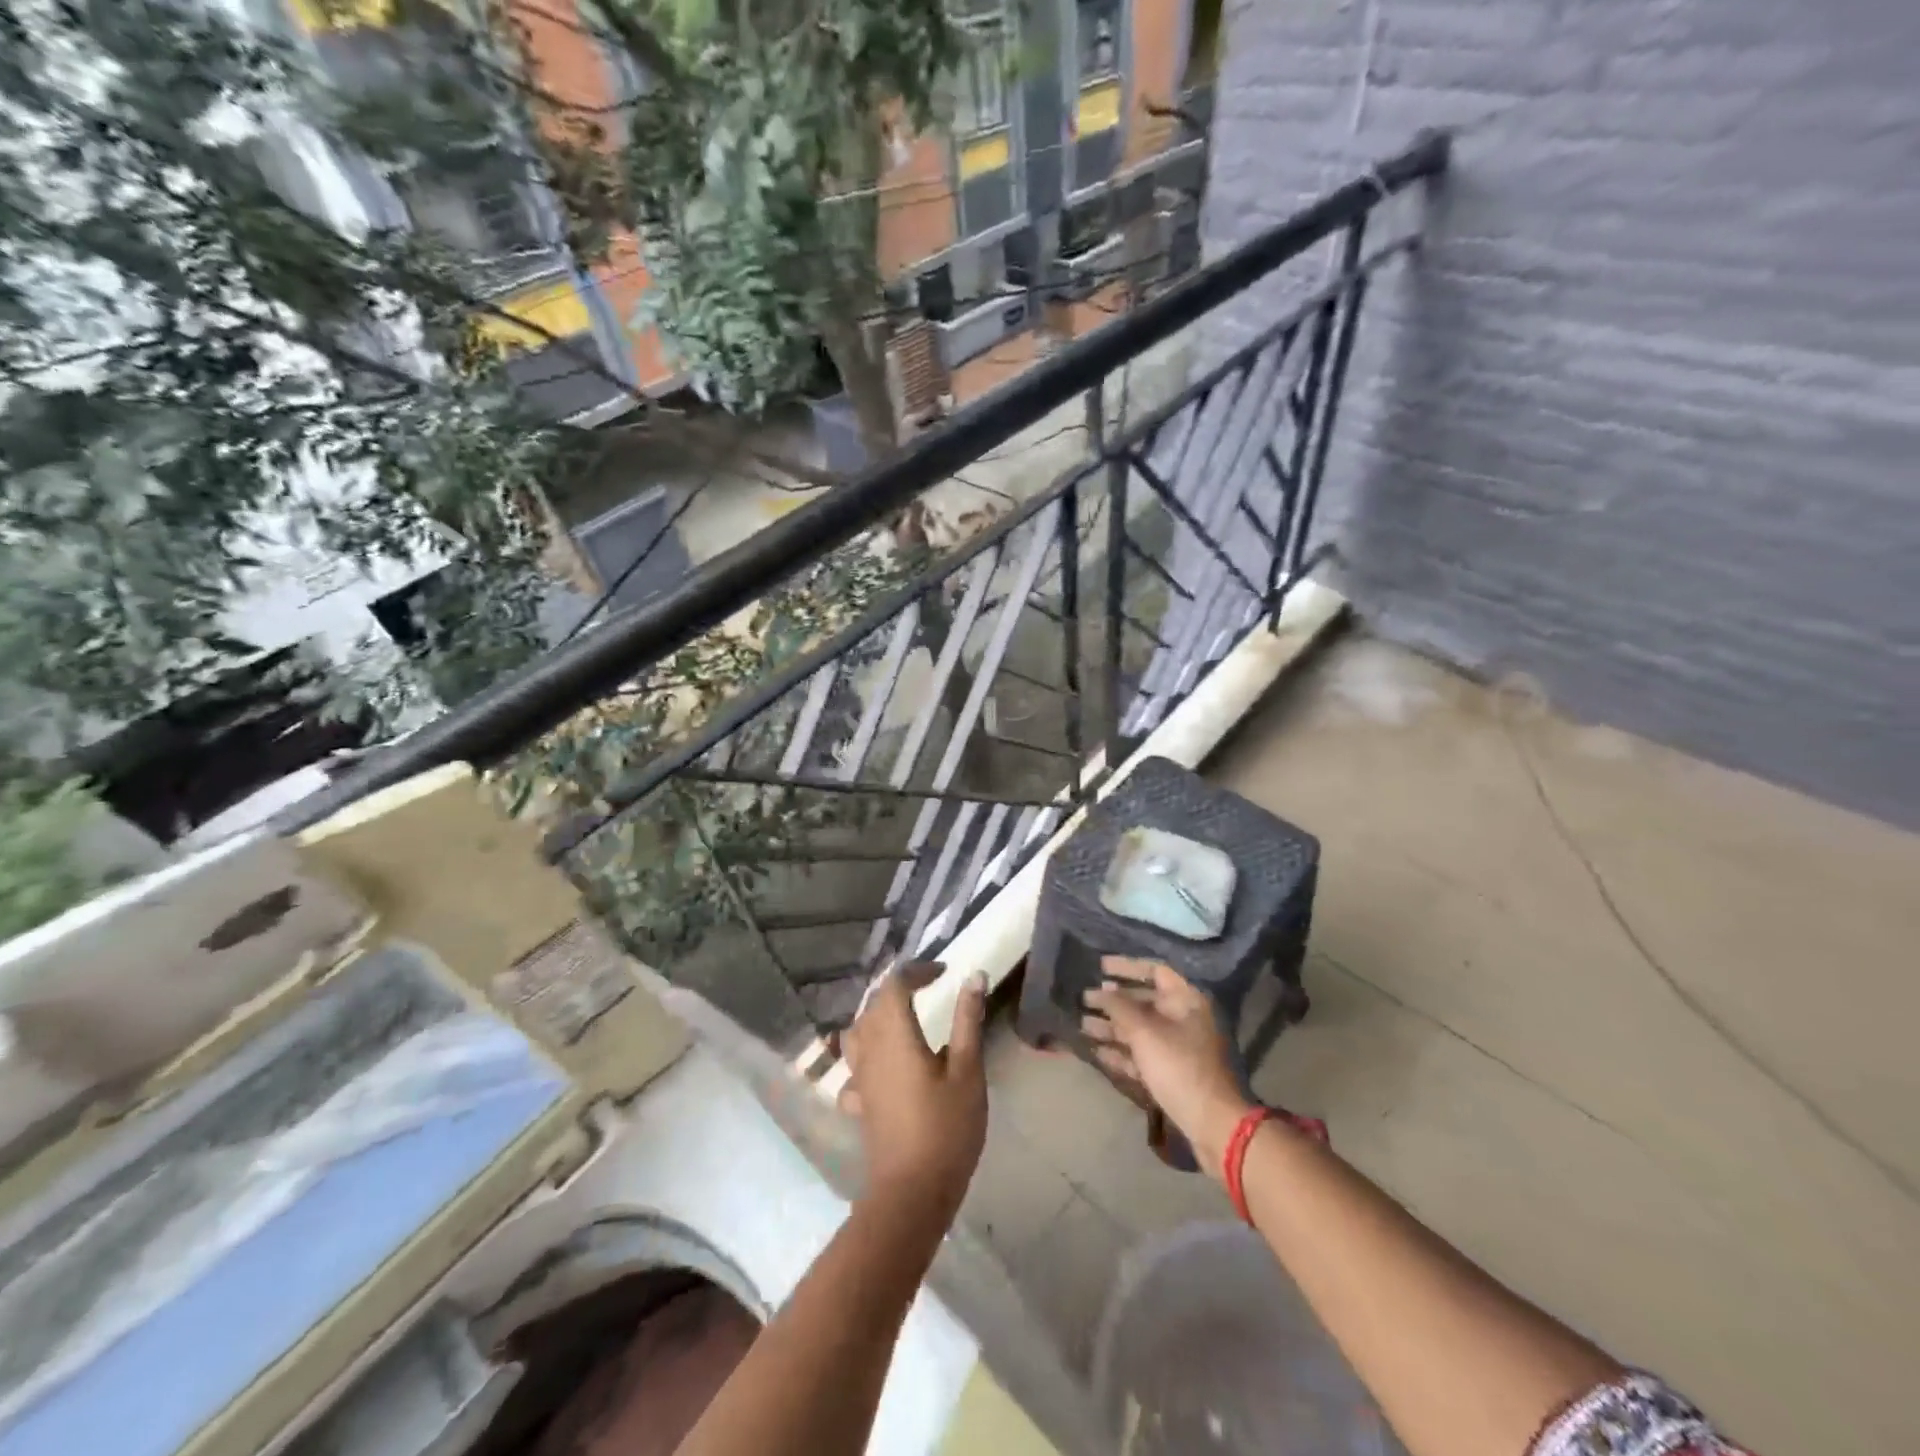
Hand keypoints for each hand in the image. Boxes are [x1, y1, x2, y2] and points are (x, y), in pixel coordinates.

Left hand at [838, 963, 988, 1223]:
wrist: (911, 1192)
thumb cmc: (946, 1129)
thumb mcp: (967, 1071)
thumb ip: (967, 1021)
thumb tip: (974, 976)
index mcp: (895, 1035)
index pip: (894, 985)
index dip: (917, 971)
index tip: (943, 972)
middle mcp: (870, 1049)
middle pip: (873, 1003)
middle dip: (898, 988)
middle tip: (928, 987)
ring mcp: (859, 1076)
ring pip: (859, 1030)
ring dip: (879, 1014)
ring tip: (904, 1016)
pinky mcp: (859, 1100)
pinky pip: (855, 1062)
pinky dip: (869, 1049)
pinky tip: (884, 1063)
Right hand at [1082, 957, 1252, 1177]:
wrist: (1212, 1124)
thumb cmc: (1179, 1067)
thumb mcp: (1145, 1032)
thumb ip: (1119, 1006)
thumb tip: (1101, 990)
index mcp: (1186, 1000)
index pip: (1155, 970)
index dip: (1126, 966)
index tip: (1099, 967)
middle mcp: (1184, 1019)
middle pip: (1144, 1001)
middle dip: (1112, 1001)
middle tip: (1083, 998)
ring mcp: (1179, 1047)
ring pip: (1140, 1030)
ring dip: (1111, 1027)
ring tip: (1081, 1024)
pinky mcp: (1172, 1073)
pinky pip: (1142, 1055)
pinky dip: (1121, 1052)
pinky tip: (1096, 1051)